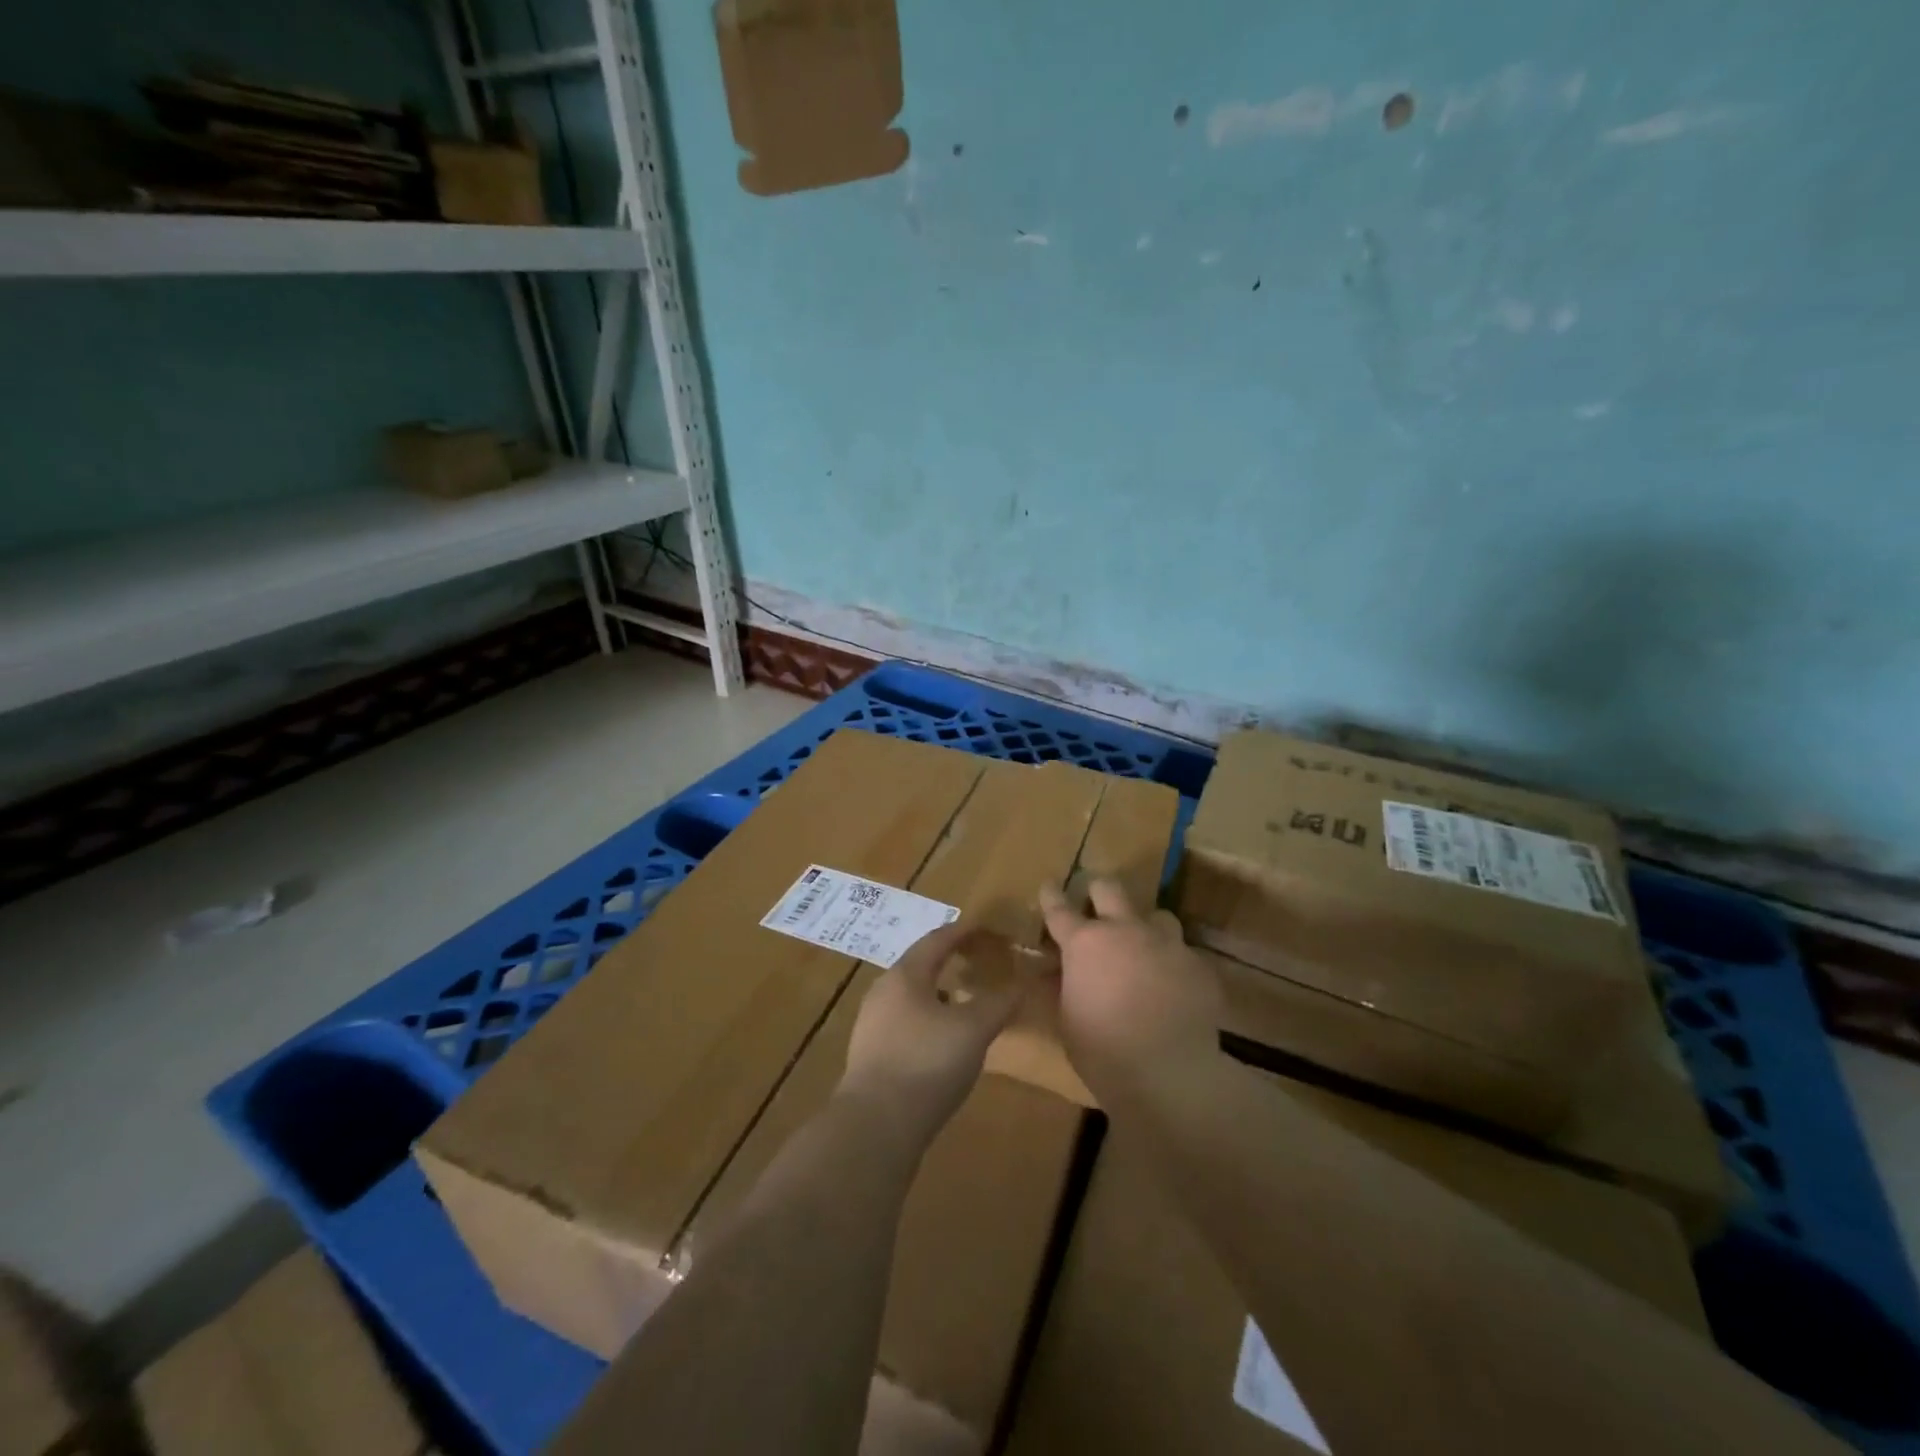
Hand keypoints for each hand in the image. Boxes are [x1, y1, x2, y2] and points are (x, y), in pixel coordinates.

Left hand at [838, 921, 1024, 1150]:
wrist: (875, 1127)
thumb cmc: (926, 1063)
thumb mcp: (973, 1030)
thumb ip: (999, 1003)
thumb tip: (1022, 983)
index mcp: (905, 975)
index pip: (937, 940)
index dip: (963, 931)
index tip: (985, 928)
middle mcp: (883, 992)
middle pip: (920, 966)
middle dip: (949, 961)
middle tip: (978, 961)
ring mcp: (872, 1026)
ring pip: (911, 997)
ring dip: (939, 993)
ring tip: (966, 1000)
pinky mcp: (871, 1057)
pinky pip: (905, 1024)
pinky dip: (929, 1020)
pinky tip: (945, 1041)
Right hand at [1038, 879, 1224, 1098]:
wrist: (1170, 1075)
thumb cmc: (1103, 1051)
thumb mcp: (1067, 1021)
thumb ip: (1060, 987)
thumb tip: (1053, 972)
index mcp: (1085, 943)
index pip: (1059, 908)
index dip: (1051, 895)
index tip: (1049, 887)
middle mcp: (1125, 930)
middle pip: (1109, 889)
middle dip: (1098, 892)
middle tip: (1095, 906)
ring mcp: (1166, 944)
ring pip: (1156, 915)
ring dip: (1145, 927)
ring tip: (1144, 948)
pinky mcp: (1198, 965)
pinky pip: (1183, 953)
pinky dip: (1173, 964)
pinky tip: (1173, 988)